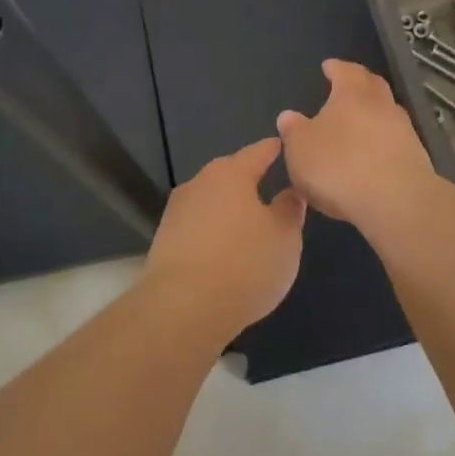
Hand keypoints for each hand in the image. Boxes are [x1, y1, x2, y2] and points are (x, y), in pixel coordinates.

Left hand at [142, 138, 306, 338]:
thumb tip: (291, 192)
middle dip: (249, 180)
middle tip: (270, 189)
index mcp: (231, 173)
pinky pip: (198, 227)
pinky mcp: (164, 240)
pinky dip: (213, 232)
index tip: (284, 147)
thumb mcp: (285, 238)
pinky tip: (224, 249)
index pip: (258, 152)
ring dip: (228, 209)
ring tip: (249, 224)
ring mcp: (177, 211)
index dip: (274, 150)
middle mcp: (200, 183)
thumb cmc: (244, 264)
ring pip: (211, 201)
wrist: (183, 308)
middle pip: (230, 175)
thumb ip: (290, 210)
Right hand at [276, 60, 436, 227]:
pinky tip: (372, 154)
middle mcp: (382, 104)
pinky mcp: (416, 157)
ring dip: (373, 114)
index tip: (329, 66)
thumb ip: (294, 130)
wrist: (396, 200)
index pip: (346, 71)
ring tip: (357, 123)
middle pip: (373, 85)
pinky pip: (395, 140)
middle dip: (359, 83)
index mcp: (353, 94)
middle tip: (347, 86)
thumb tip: (289, 116)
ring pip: (387, 113)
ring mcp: (403, 130)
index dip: (336, 68)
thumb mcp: (301, 148)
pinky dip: (382, 141)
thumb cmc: (339, 165)